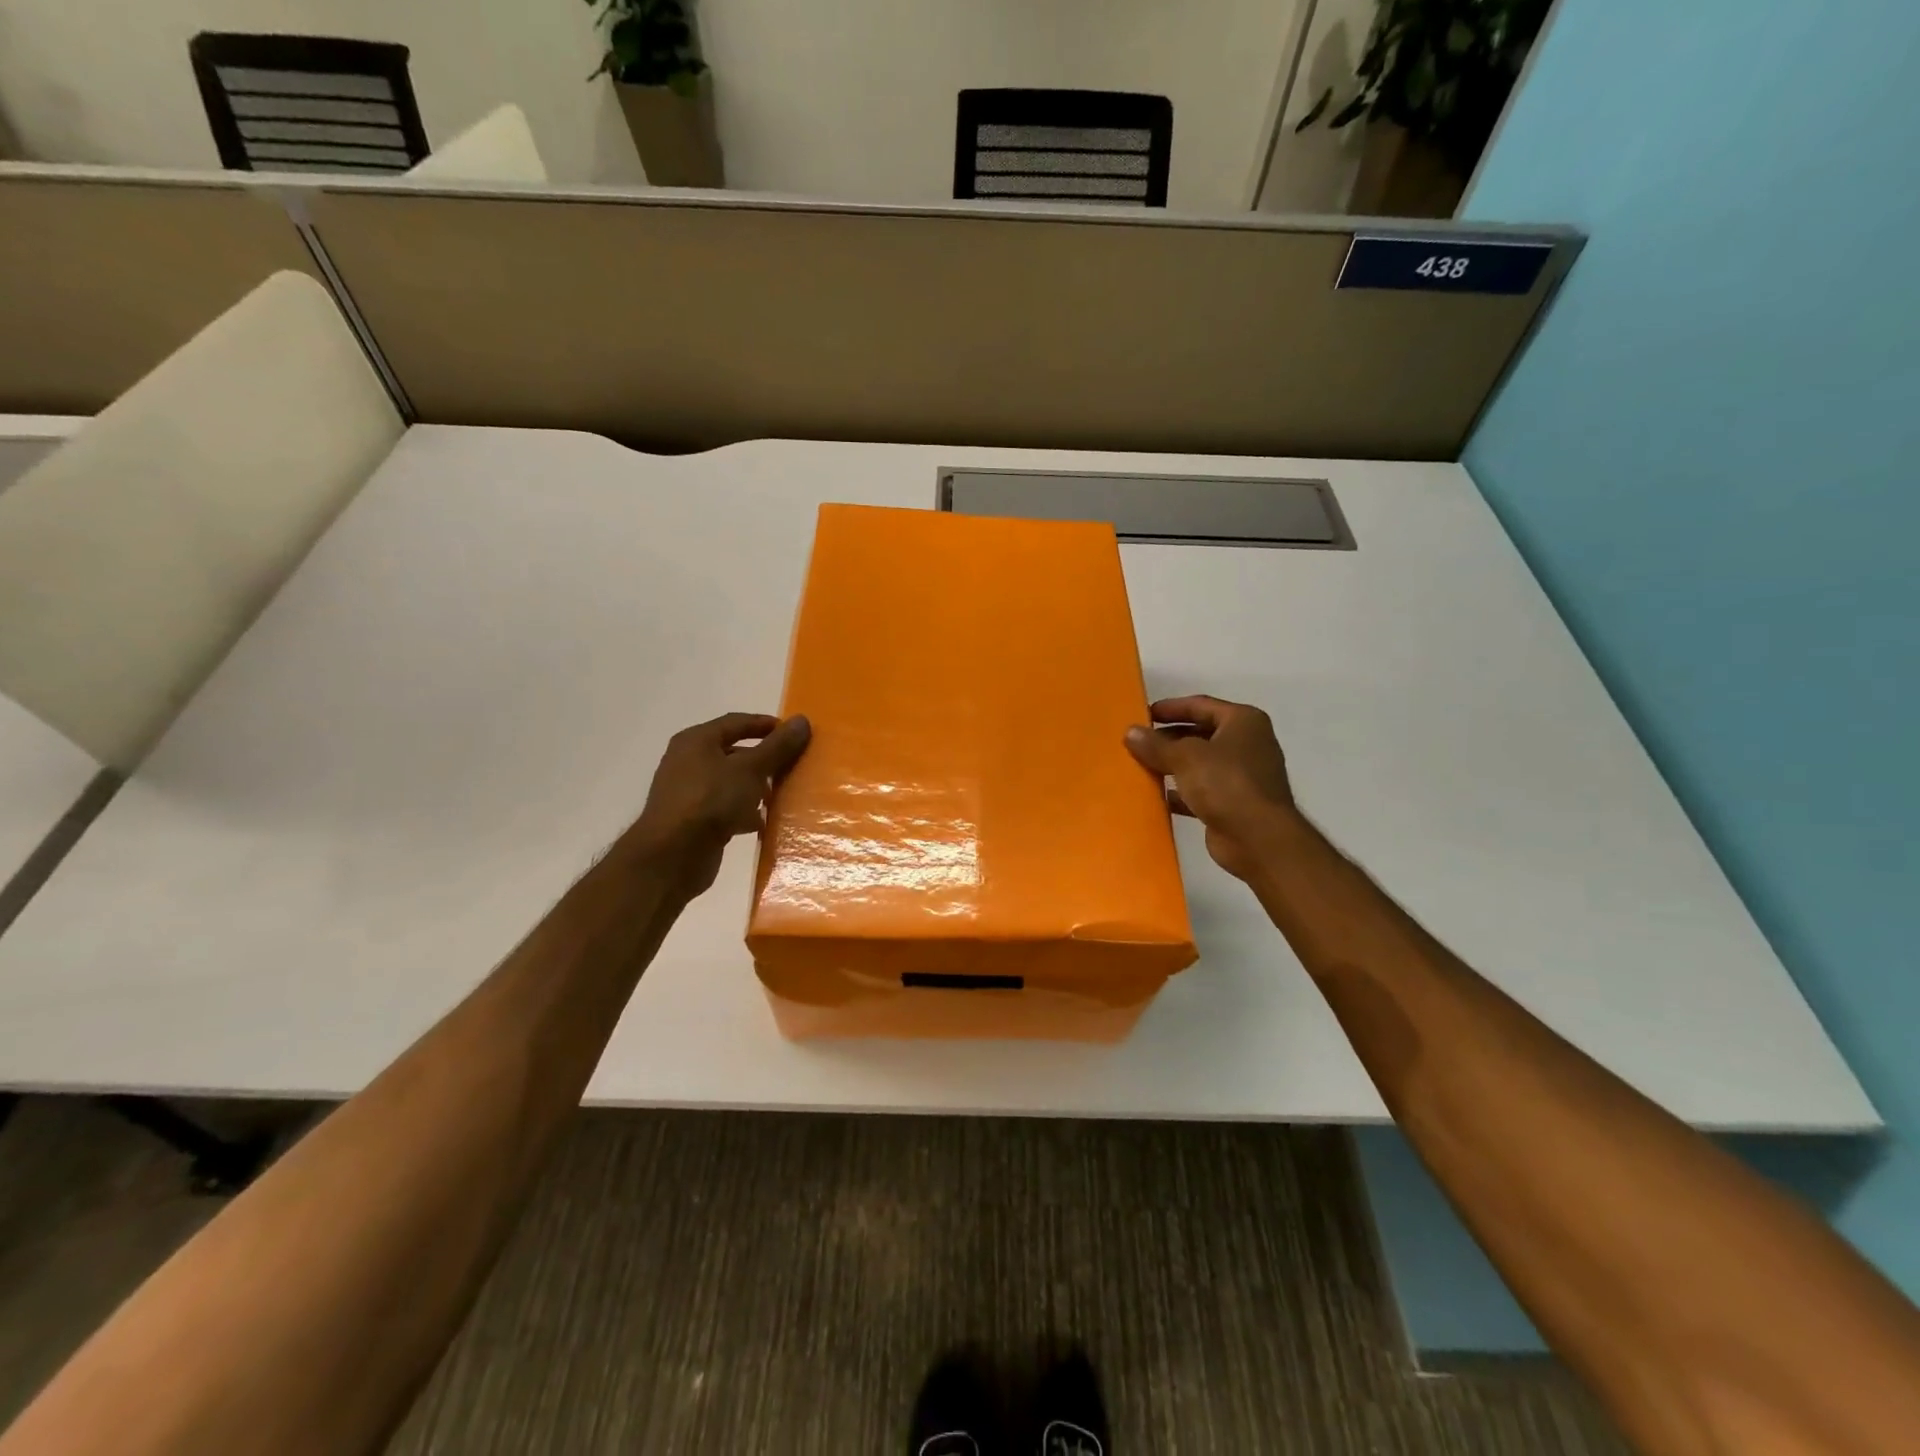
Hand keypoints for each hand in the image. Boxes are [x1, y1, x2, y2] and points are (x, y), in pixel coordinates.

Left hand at [625, 712, 810, 897]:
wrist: (672, 857)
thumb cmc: (710, 801)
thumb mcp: (750, 769)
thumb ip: (777, 746)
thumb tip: (802, 720)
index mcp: (697, 741)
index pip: (736, 722)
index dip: (766, 725)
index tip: (794, 733)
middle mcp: (688, 762)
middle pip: (734, 753)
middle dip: (764, 760)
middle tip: (792, 766)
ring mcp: (689, 793)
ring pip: (731, 782)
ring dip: (756, 788)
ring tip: (781, 796)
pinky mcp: (693, 821)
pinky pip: (725, 808)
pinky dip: (744, 812)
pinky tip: (762, 823)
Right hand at [1125, 695, 1297, 883]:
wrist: (1258, 839)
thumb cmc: (1226, 783)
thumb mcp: (1185, 757)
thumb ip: (1156, 744)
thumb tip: (1130, 732)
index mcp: (1243, 722)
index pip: (1201, 705)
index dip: (1170, 708)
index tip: (1143, 714)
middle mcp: (1247, 744)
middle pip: (1201, 734)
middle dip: (1169, 738)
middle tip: (1138, 742)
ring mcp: (1243, 775)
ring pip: (1200, 763)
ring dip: (1173, 765)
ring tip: (1142, 766)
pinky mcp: (1235, 803)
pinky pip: (1202, 790)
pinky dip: (1181, 792)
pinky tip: (1157, 796)